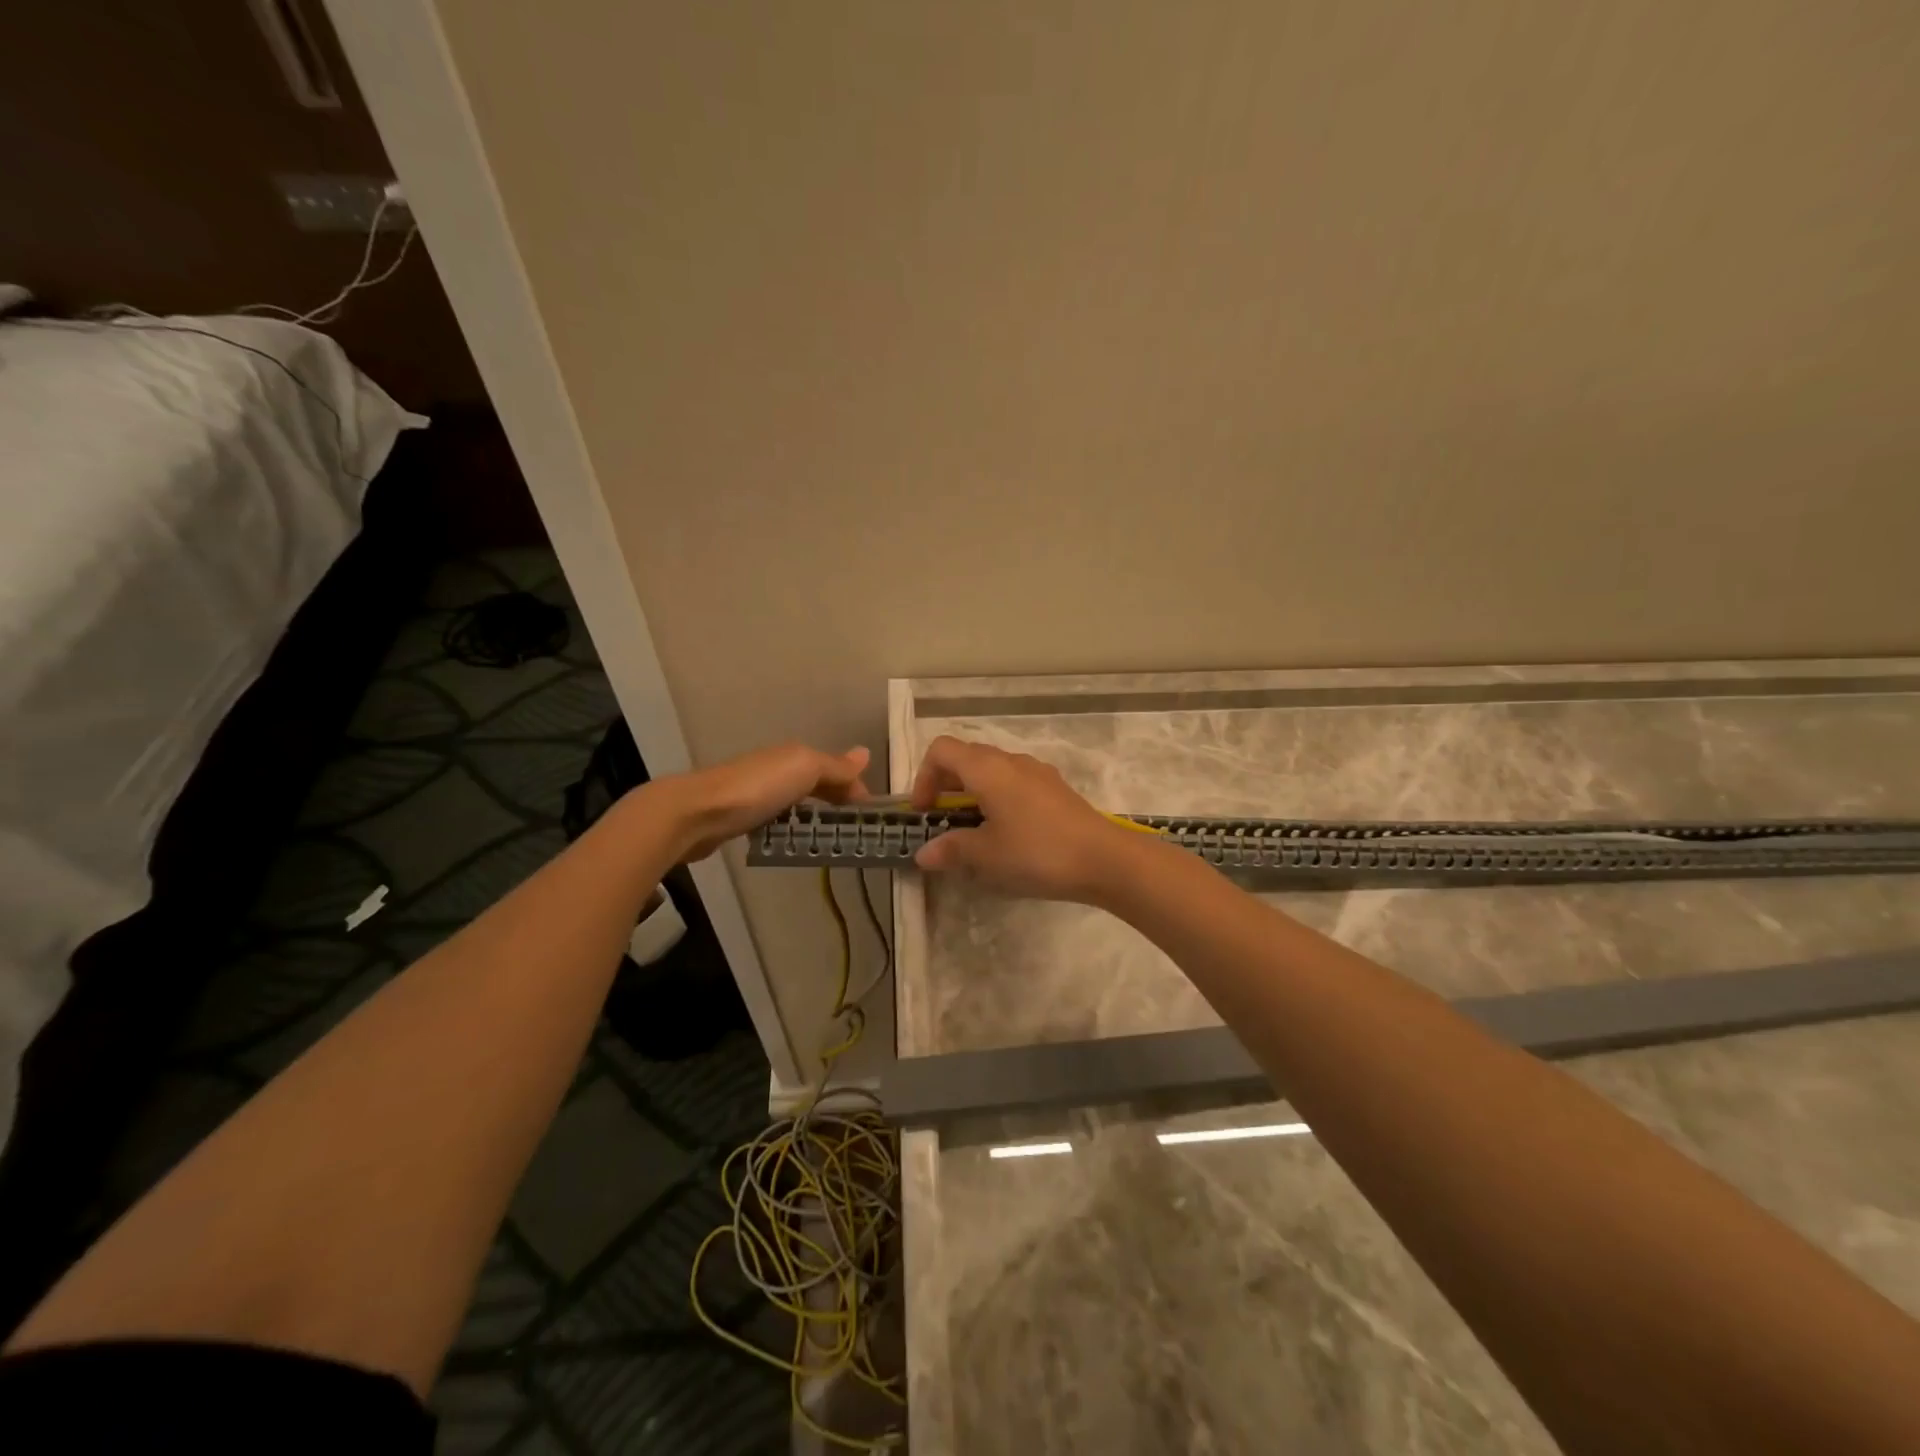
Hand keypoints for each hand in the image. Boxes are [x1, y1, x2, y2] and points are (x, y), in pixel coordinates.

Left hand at [657, 743, 870, 861]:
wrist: (698, 813)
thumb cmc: (758, 789)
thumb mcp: (805, 770)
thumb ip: (835, 766)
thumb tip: (866, 753)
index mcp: (795, 756)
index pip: (836, 770)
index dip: (854, 790)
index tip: (870, 818)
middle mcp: (778, 769)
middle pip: (817, 784)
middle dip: (836, 801)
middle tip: (854, 831)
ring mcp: (758, 793)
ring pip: (796, 802)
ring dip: (813, 816)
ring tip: (829, 840)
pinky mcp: (742, 817)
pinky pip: (777, 819)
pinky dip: (790, 827)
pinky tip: (794, 842)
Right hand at [910, 736, 1144, 901]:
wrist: (1105, 859)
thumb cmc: (1037, 852)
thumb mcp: (987, 855)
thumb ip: (952, 849)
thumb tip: (924, 853)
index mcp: (987, 768)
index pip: (941, 749)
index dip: (923, 776)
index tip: (925, 812)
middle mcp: (1011, 761)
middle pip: (966, 757)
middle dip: (946, 785)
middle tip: (943, 822)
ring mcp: (1037, 772)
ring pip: (992, 770)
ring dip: (973, 793)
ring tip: (974, 830)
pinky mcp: (1055, 789)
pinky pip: (1015, 783)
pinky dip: (999, 798)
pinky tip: (1008, 833)